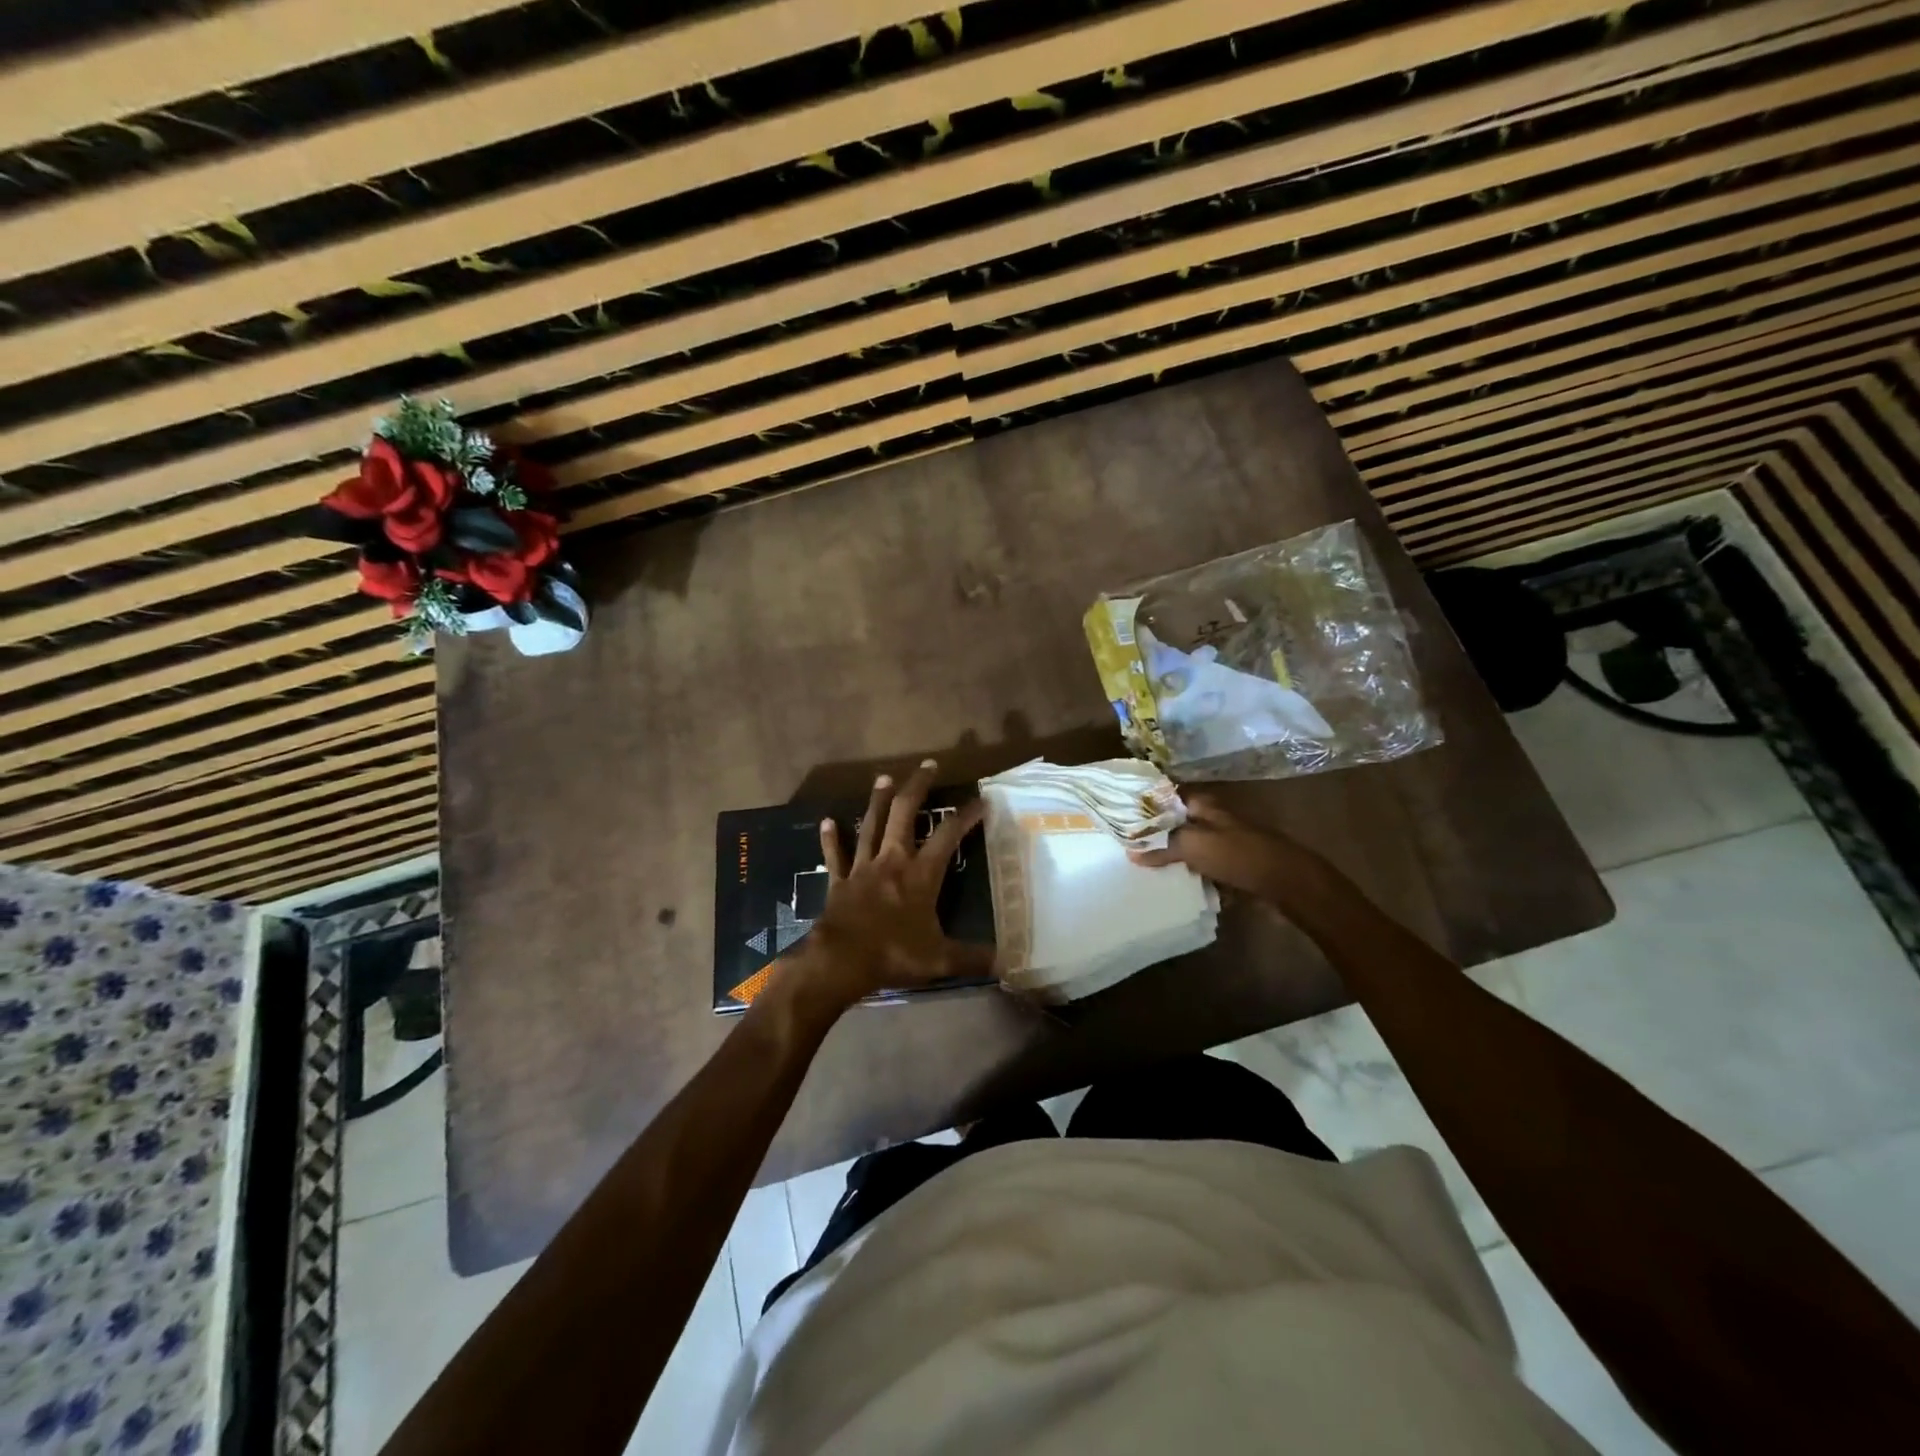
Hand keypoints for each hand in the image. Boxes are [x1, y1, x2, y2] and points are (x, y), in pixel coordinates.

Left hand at [798, 760, 993, 1006]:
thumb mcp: (940, 959)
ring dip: (878, 800)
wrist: (841, 961)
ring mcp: (863, 867)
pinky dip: (831, 838)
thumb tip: (1008, 964)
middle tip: (928, 765)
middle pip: (905, 813)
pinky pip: (835, 855)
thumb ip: (973, 958)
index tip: (981, 800)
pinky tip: (826, 821)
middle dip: (918, 787)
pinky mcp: (839, 881)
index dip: (966, 816)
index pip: (948, 836)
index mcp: (921, 875)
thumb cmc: (894, 954)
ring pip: (871, 825)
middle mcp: (893, 861)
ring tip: (884, 777)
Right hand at [1128, 791, 1304, 899]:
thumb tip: (1131, 851)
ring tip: (1140, 866)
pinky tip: (1169, 883)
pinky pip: (1200, 867)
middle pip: (1174, 822)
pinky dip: (1187, 873)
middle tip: (1124, 845)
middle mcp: (1211, 818)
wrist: (1286, 882)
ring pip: (1186, 846)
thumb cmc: (1238, 854)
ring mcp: (1221, 842)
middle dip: (1152, 833)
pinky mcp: (1229, 865)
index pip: (1165, 794)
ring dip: (1169, 856)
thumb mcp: (1193, 845)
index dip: (1143, 802)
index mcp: (1202, 803)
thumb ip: (1161, 845)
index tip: (1118, 813)